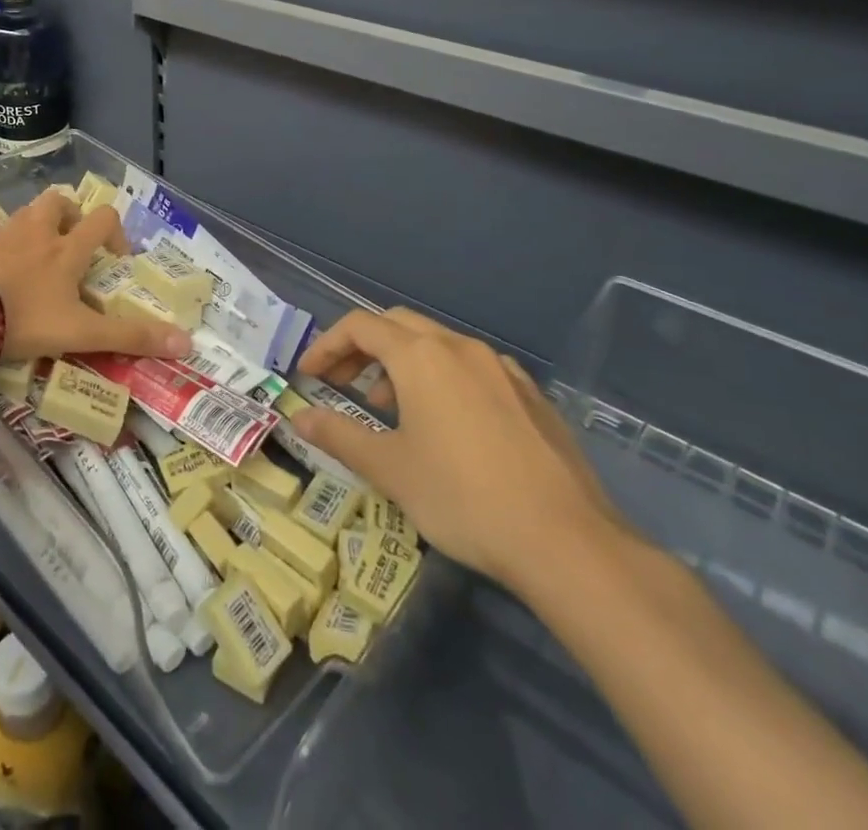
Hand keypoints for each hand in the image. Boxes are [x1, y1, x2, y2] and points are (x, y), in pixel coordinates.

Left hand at [0, 187, 190, 363]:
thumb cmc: (26, 319)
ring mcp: (1, 238)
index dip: (115, 232)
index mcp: (66, 248)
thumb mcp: (83, 334)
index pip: (102, 219)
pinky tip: (3, 278)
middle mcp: (36, 232)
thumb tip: (188, 345)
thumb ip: (131, 338)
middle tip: (73, 245)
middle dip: (71, 215)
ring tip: (39, 261)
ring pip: (26, 215)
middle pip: (58, 201)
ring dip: (38, 227)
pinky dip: (6, 248)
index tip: (115, 259)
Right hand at [291, 307, 631, 592]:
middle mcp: (460, 347)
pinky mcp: (531, 394)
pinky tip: (448, 424)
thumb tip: (300, 419)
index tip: (309, 376)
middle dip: (362, 348)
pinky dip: (443, 378)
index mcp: (421, 356)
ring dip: (402, 363)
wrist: (567, 542)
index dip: (327, 345)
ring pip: (437, 344)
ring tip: (391, 410)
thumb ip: (339, 436)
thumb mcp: (390, 470)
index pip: (359, 326)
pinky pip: (473, 368)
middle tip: (342, 383)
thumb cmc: (463, 498)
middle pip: (397, 325)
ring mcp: (501, 368)